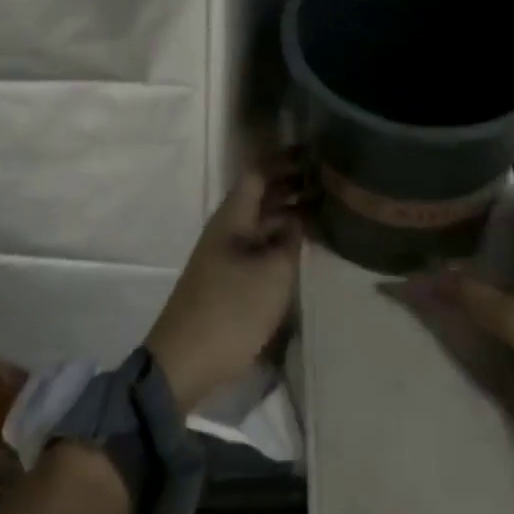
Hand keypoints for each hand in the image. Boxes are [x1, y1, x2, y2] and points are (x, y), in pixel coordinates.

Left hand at [145, 162, 303, 413]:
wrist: (185, 363)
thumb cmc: (231, 310)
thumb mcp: (272, 273)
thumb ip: (289, 240)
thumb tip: (297, 218)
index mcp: (233, 218)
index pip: (258, 173)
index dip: (284, 160)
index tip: (313, 151)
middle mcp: (227, 229)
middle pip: (261, 196)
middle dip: (291, 184)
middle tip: (328, 180)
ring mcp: (226, 255)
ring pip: (261, 222)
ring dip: (288, 213)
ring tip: (324, 210)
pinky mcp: (228, 279)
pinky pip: (259, 245)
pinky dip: (280, 239)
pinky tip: (302, 248)